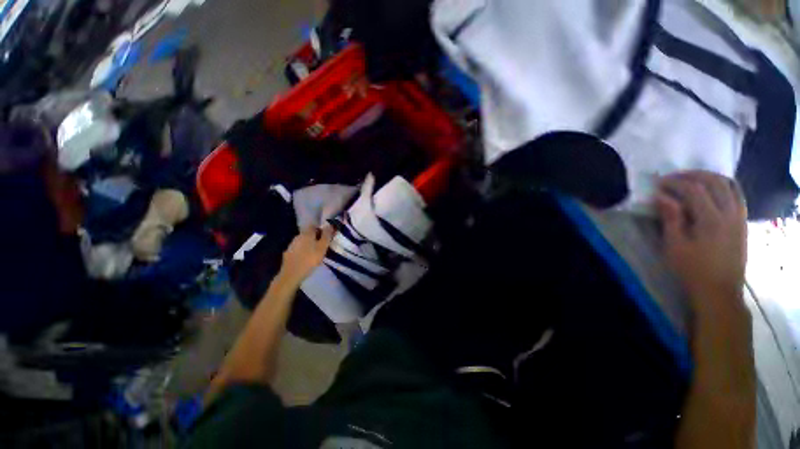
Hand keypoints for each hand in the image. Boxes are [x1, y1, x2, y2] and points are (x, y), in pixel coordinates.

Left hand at [279, 226, 334, 285]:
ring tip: (315, 252)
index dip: (320, 228)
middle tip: (322, 244)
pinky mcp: (288, 253)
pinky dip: (303, 250)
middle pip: (307, 233)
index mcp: (306, 234)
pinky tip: (306, 257)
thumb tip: (330, 225)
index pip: (313, 225)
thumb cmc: (310, 259)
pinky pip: (298, 248)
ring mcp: (291, 245)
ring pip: (302, 241)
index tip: (326, 234)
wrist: (291, 274)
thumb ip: (326, 236)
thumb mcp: (322, 247)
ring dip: (308, 244)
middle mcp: (298, 236)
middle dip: (315, 236)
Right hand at [655, 171, 747, 316]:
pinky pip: (736, 194)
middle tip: (673, 178)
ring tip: (691, 180)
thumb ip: (671, 218)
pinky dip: (723, 186)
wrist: (719, 290)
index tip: (658, 184)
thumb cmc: (692, 269)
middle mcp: (730, 213)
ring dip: (709, 177)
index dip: (674, 183)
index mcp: (711, 220)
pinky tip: (710, 190)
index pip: (694, 189)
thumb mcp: (675, 246)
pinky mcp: (742, 221)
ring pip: (729, 184)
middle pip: (714, 181)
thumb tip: (661, 196)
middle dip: (692, 175)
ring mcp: (739, 216)